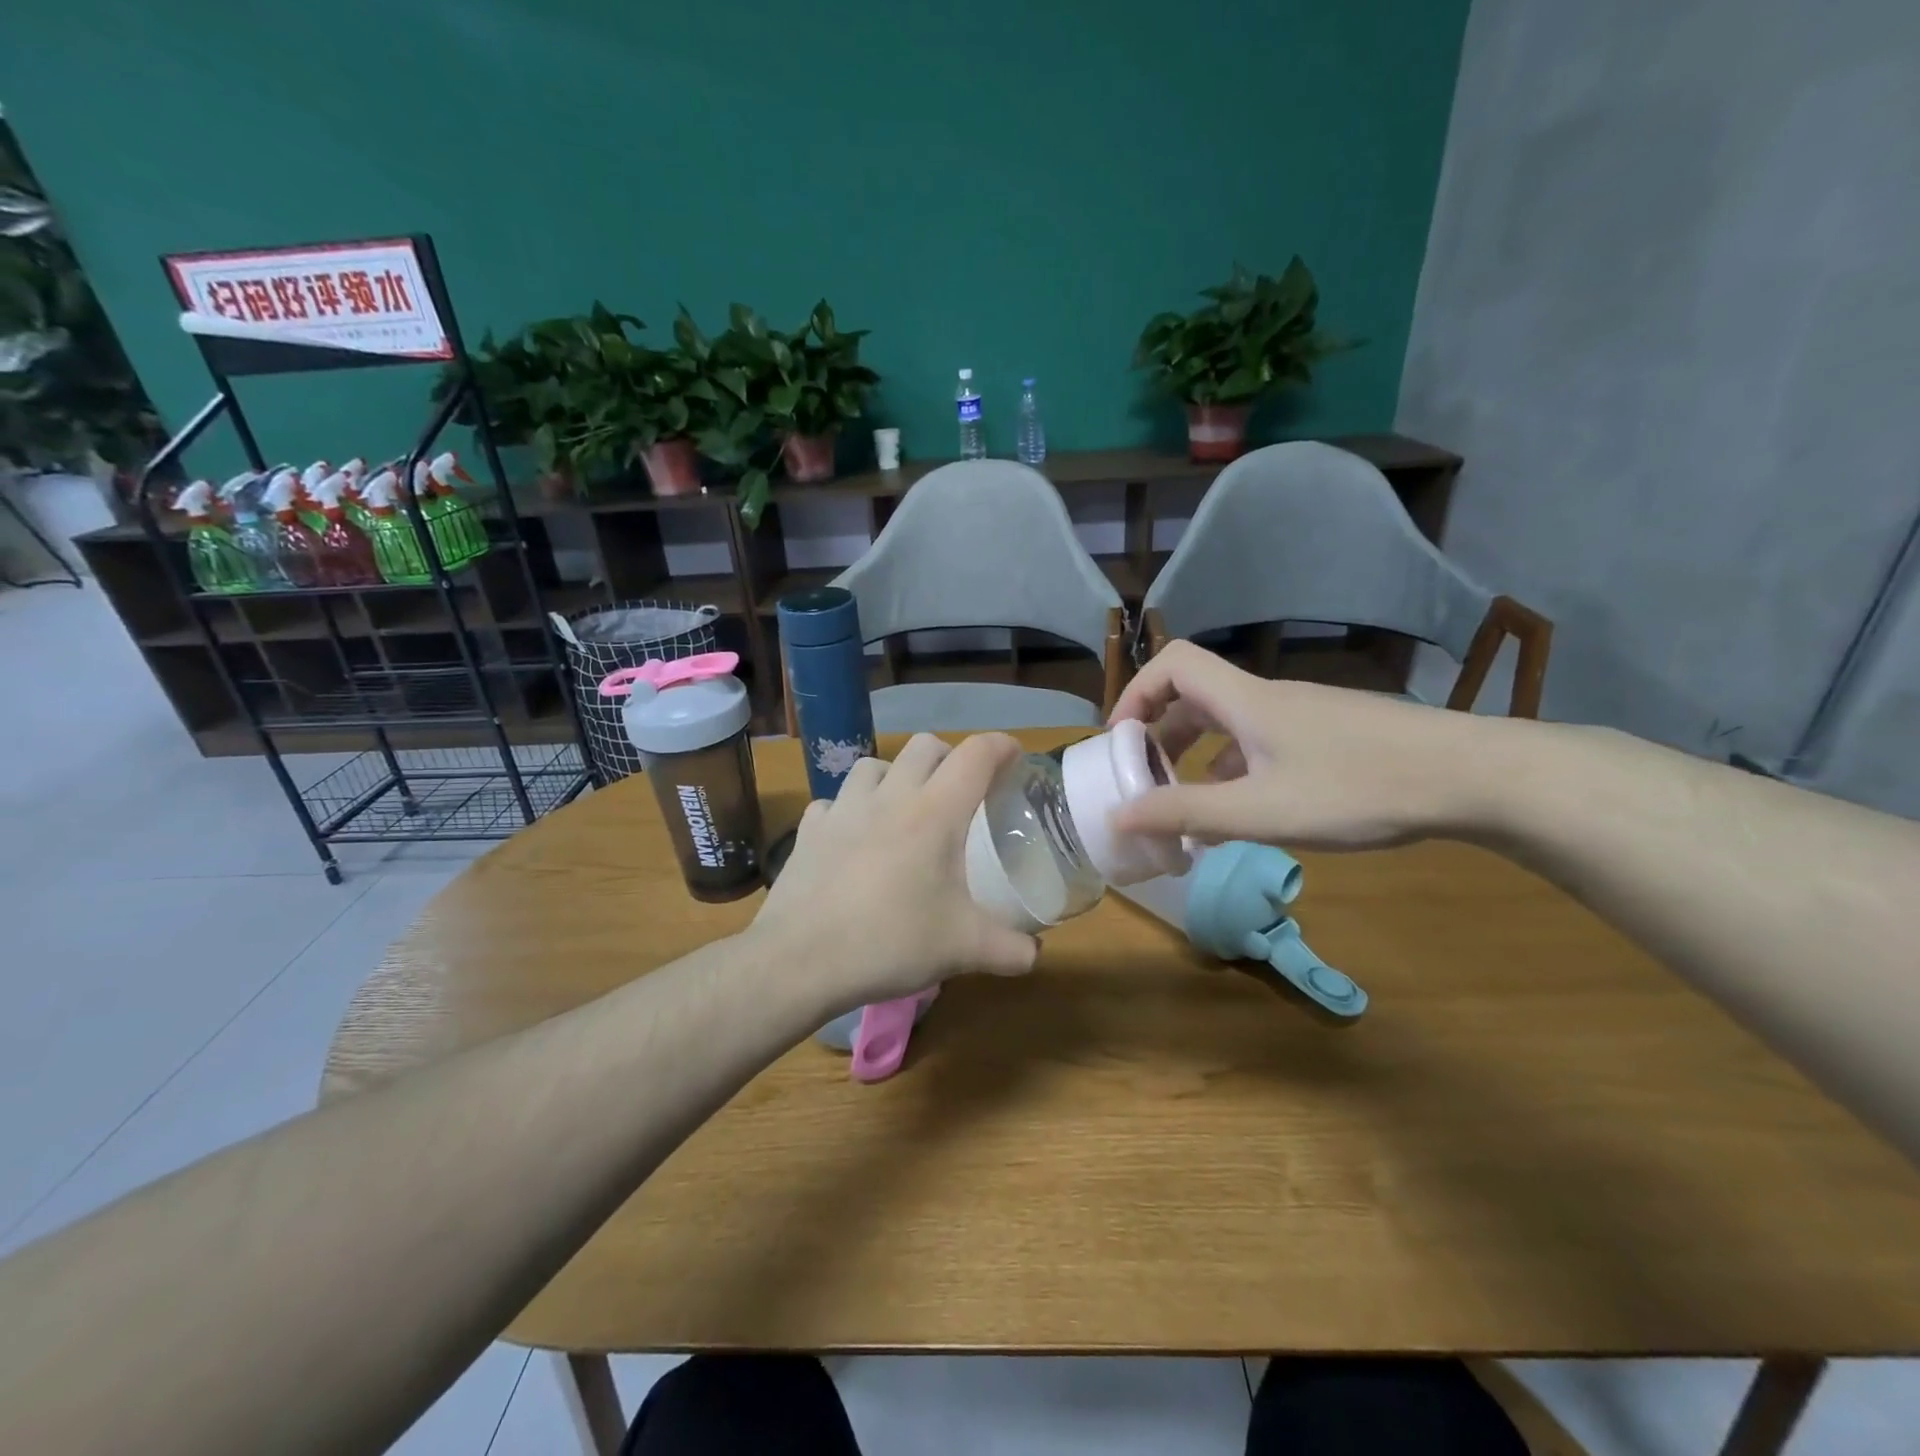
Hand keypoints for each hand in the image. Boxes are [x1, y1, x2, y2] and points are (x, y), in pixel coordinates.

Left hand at [748, 732, 1039, 1011]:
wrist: (801, 960)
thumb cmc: (891, 942)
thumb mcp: (963, 949)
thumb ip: (1010, 950)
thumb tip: (1035, 954)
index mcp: (934, 813)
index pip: (976, 755)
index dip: (1001, 747)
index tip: (1015, 757)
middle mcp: (890, 797)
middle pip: (925, 745)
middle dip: (950, 756)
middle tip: (961, 791)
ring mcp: (843, 808)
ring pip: (874, 765)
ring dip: (896, 775)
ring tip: (903, 808)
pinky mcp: (809, 829)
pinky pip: (833, 802)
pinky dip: (849, 810)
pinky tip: (852, 837)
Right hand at [1107, 641, 1495, 849]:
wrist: (1474, 776)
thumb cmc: (1358, 788)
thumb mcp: (1262, 811)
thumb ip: (1187, 813)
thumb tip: (1119, 816)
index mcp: (1245, 701)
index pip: (1173, 664)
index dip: (1137, 693)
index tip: (1122, 742)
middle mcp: (1269, 698)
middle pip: (1196, 695)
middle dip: (1161, 735)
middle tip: (1148, 781)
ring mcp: (1304, 715)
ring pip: (1231, 722)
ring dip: (1199, 756)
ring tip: (1190, 807)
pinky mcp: (1331, 736)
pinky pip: (1263, 741)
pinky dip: (1237, 768)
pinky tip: (1248, 811)